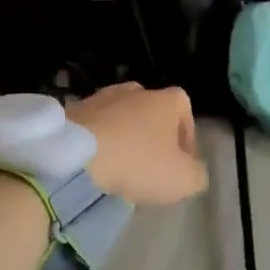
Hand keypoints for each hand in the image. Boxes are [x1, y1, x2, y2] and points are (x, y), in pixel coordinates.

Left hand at [66, 83, 207, 205]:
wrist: (76, 157)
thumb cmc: (138, 163)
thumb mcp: (184, 180)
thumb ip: (197, 173)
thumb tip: (193, 170)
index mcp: (166, 100)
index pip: (185, 109)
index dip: (186, 135)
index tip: (180, 161)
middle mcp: (135, 90)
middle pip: (151, 112)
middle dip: (152, 136)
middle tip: (149, 167)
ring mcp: (100, 97)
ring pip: (120, 118)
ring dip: (123, 138)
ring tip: (118, 168)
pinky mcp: (72, 111)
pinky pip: (93, 127)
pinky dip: (97, 141)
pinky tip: (94, 164)